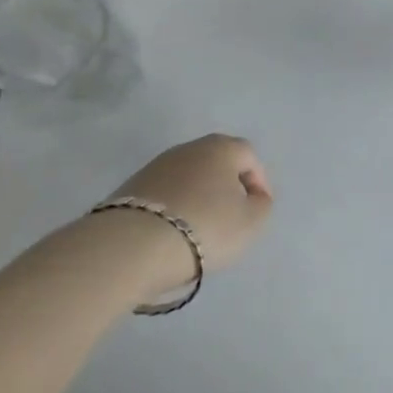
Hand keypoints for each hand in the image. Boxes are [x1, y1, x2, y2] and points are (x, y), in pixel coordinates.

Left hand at [95, 134, 273, 297]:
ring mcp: (157, 165)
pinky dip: (174, 209)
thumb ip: (261, 205)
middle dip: (227, 187)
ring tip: (199, 230)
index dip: (259, 182)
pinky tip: (172, 233)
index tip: (258, 209)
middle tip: (231, 217)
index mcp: (222, 147)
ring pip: (189, 178)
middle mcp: (190, 147)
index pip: (249, 157)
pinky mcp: (132, 187)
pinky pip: (164, 194)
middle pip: (217, 164)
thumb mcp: (250, 222)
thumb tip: (254, 197)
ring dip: (198, 198)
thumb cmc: (204, 227)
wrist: (132, 245)